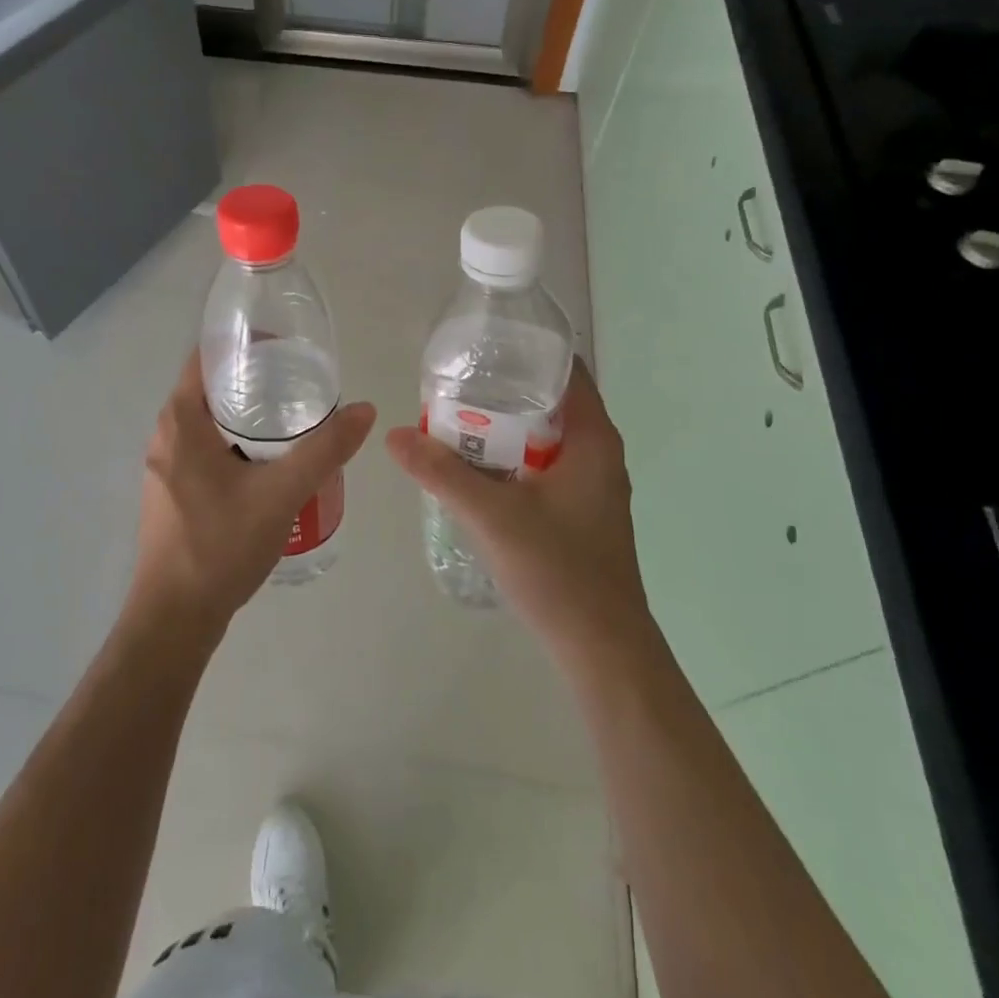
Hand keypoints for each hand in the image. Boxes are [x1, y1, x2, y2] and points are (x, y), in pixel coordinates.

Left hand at [130, 352, 375, 642]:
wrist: (174, 619)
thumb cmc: (220, 546)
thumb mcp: (282, 493)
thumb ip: (325, 450)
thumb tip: (365, 410)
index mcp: (180, 420)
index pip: (207, 356)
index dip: (245, 344)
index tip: (285, 349)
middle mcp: (164, 434)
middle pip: (210, 387)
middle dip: (254, 380)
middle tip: (301, 383)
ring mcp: (164, 465)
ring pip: (208, 421)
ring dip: (246, 414)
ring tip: (293, 419)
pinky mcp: (171, 491)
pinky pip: (205, 448)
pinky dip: (236, 441)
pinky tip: (270, 462)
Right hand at [385, 360, 650, 667]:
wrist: (603, 650)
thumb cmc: (559, 571)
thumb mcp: (492, 516)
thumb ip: (442, 473)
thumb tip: (395, 435)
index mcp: (593, 439)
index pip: (565, 371)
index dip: (525, 352)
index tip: (481, 347)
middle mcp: (598, 453)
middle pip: (550, 402)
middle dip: (503, 390)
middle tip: (454, 384)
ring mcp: (591, 485)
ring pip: (544, 437)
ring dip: (505, 428)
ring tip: (455, 420)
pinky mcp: (580, 511)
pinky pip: (543, 466)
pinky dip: (512, 458)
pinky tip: (476, 469)